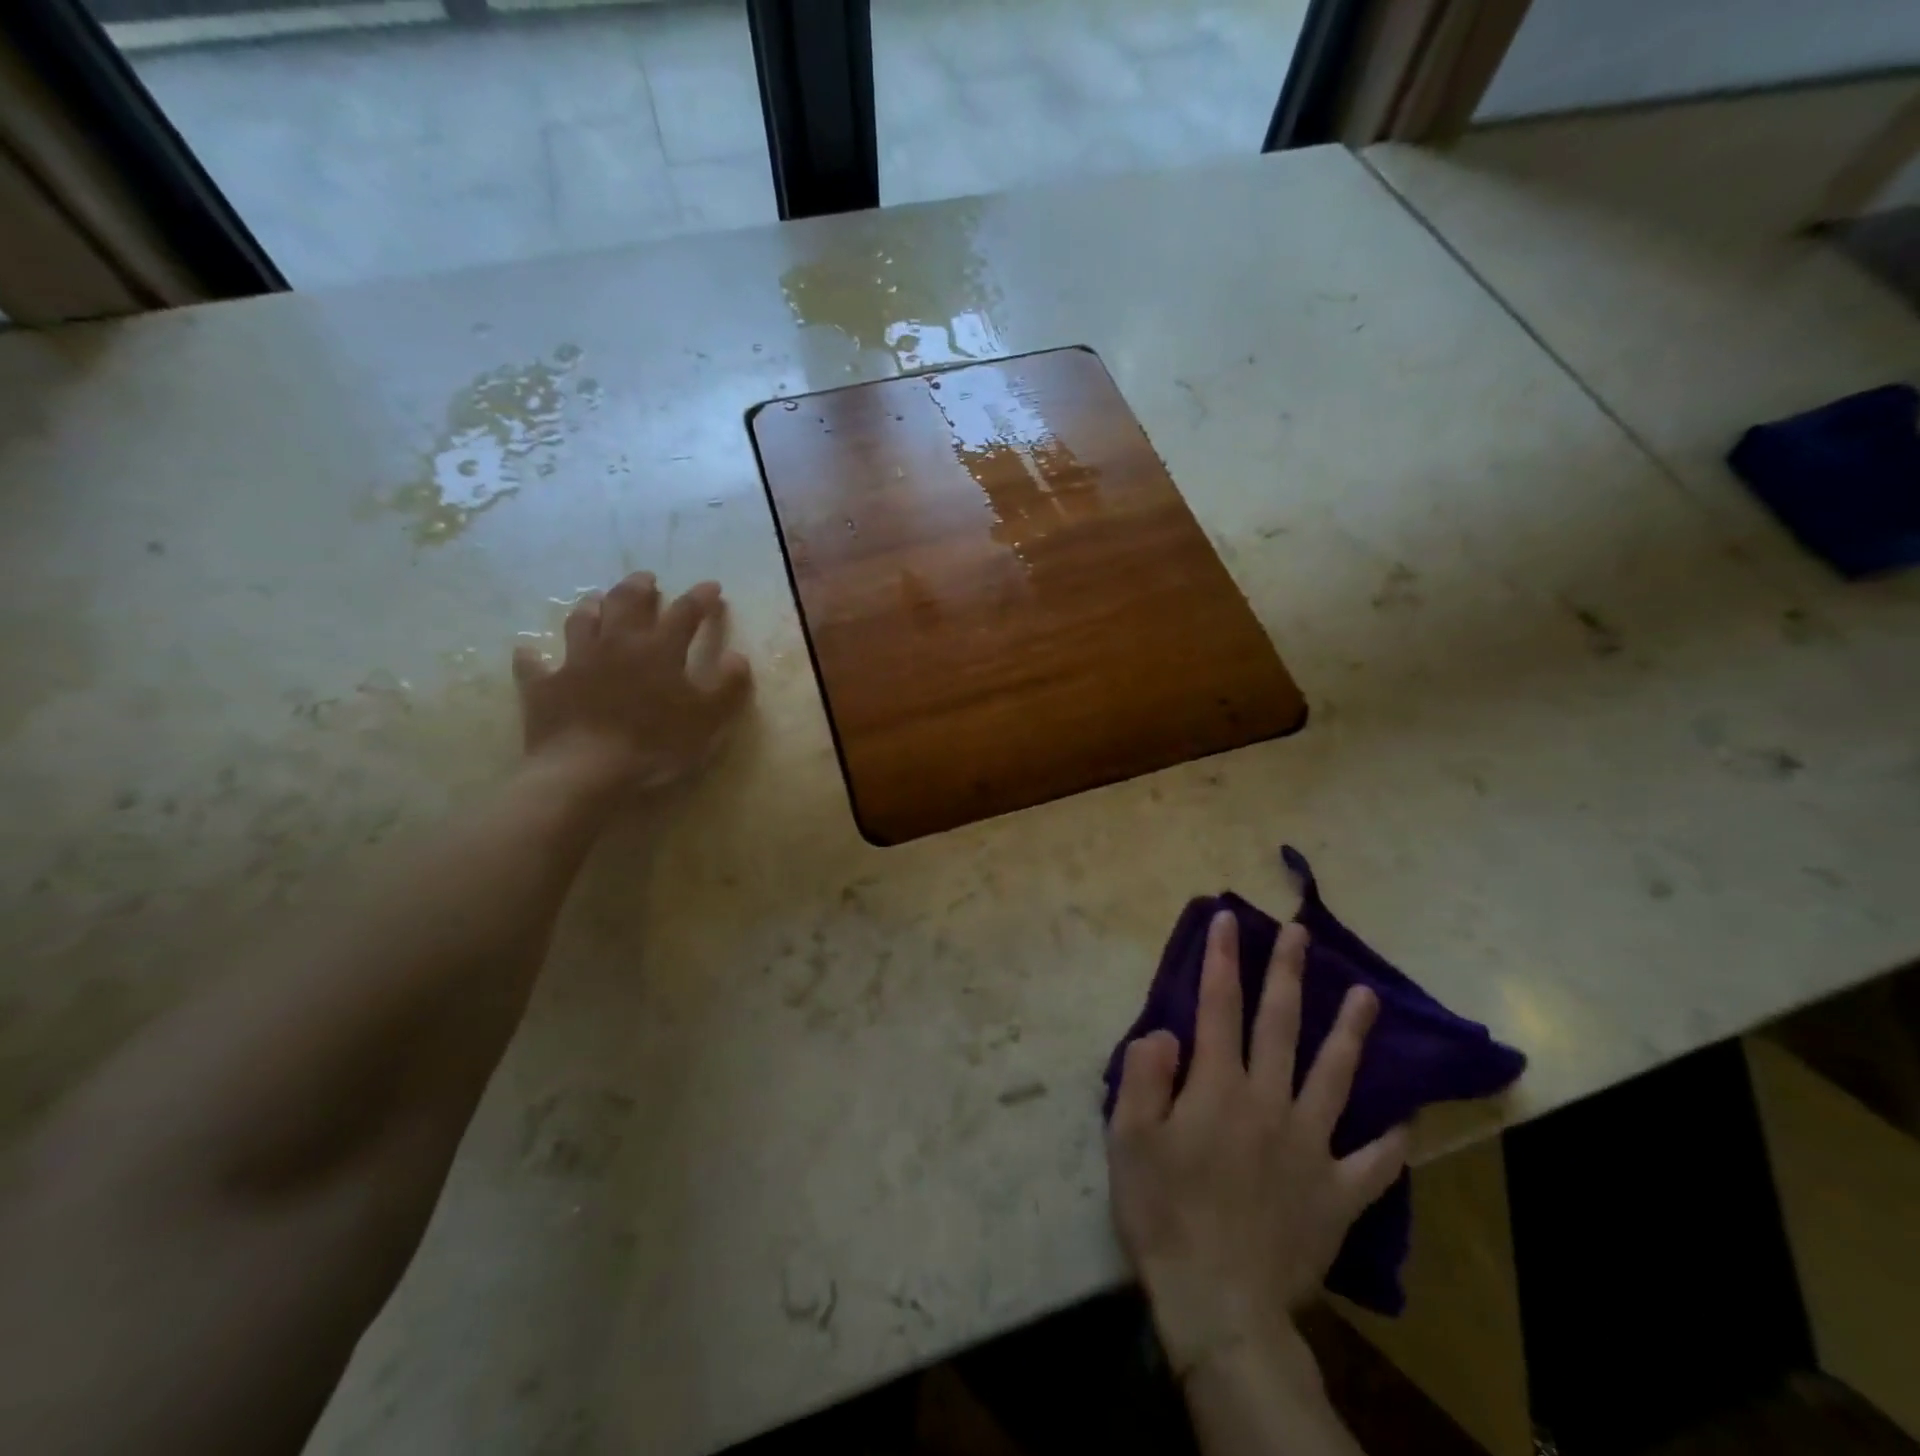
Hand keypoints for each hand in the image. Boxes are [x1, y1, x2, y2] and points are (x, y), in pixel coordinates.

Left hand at [511, 572, 751, 791]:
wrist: (586, 771)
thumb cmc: (655, 743)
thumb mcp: (708, 718)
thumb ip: (728, 685)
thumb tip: (737, 656)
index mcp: (659, 649)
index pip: (685, 612)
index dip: (700, 598)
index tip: (712, 587)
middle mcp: (616, 644)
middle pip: (626, 603)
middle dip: (639, 587)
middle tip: (646, 579)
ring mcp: (576, 662)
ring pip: (581, 621)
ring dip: (592, 606)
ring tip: (596, 599)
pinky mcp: (544, 687)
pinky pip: (533, 665)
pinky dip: (532, 657)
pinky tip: (529, 653)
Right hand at [1107, 913, 1407, 1381]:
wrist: (1218, 1302)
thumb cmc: (1163, 1211)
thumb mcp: (1129, 1138)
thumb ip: (1146, 1075)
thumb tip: (1168, 1032)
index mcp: (1218, 1086)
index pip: (1219, 1006)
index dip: (1223, 959)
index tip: (1229, 920)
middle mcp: (1270, 1102)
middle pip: (1281, 1025)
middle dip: (1289, 973)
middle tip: (1301, 933)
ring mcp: (1311, 1146)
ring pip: (1336, 1077)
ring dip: (1350, 1033)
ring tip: (1367, 996)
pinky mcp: (1337, 1194)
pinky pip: (1371, 1163)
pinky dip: (1388, 1141)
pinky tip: (1404, 1121)